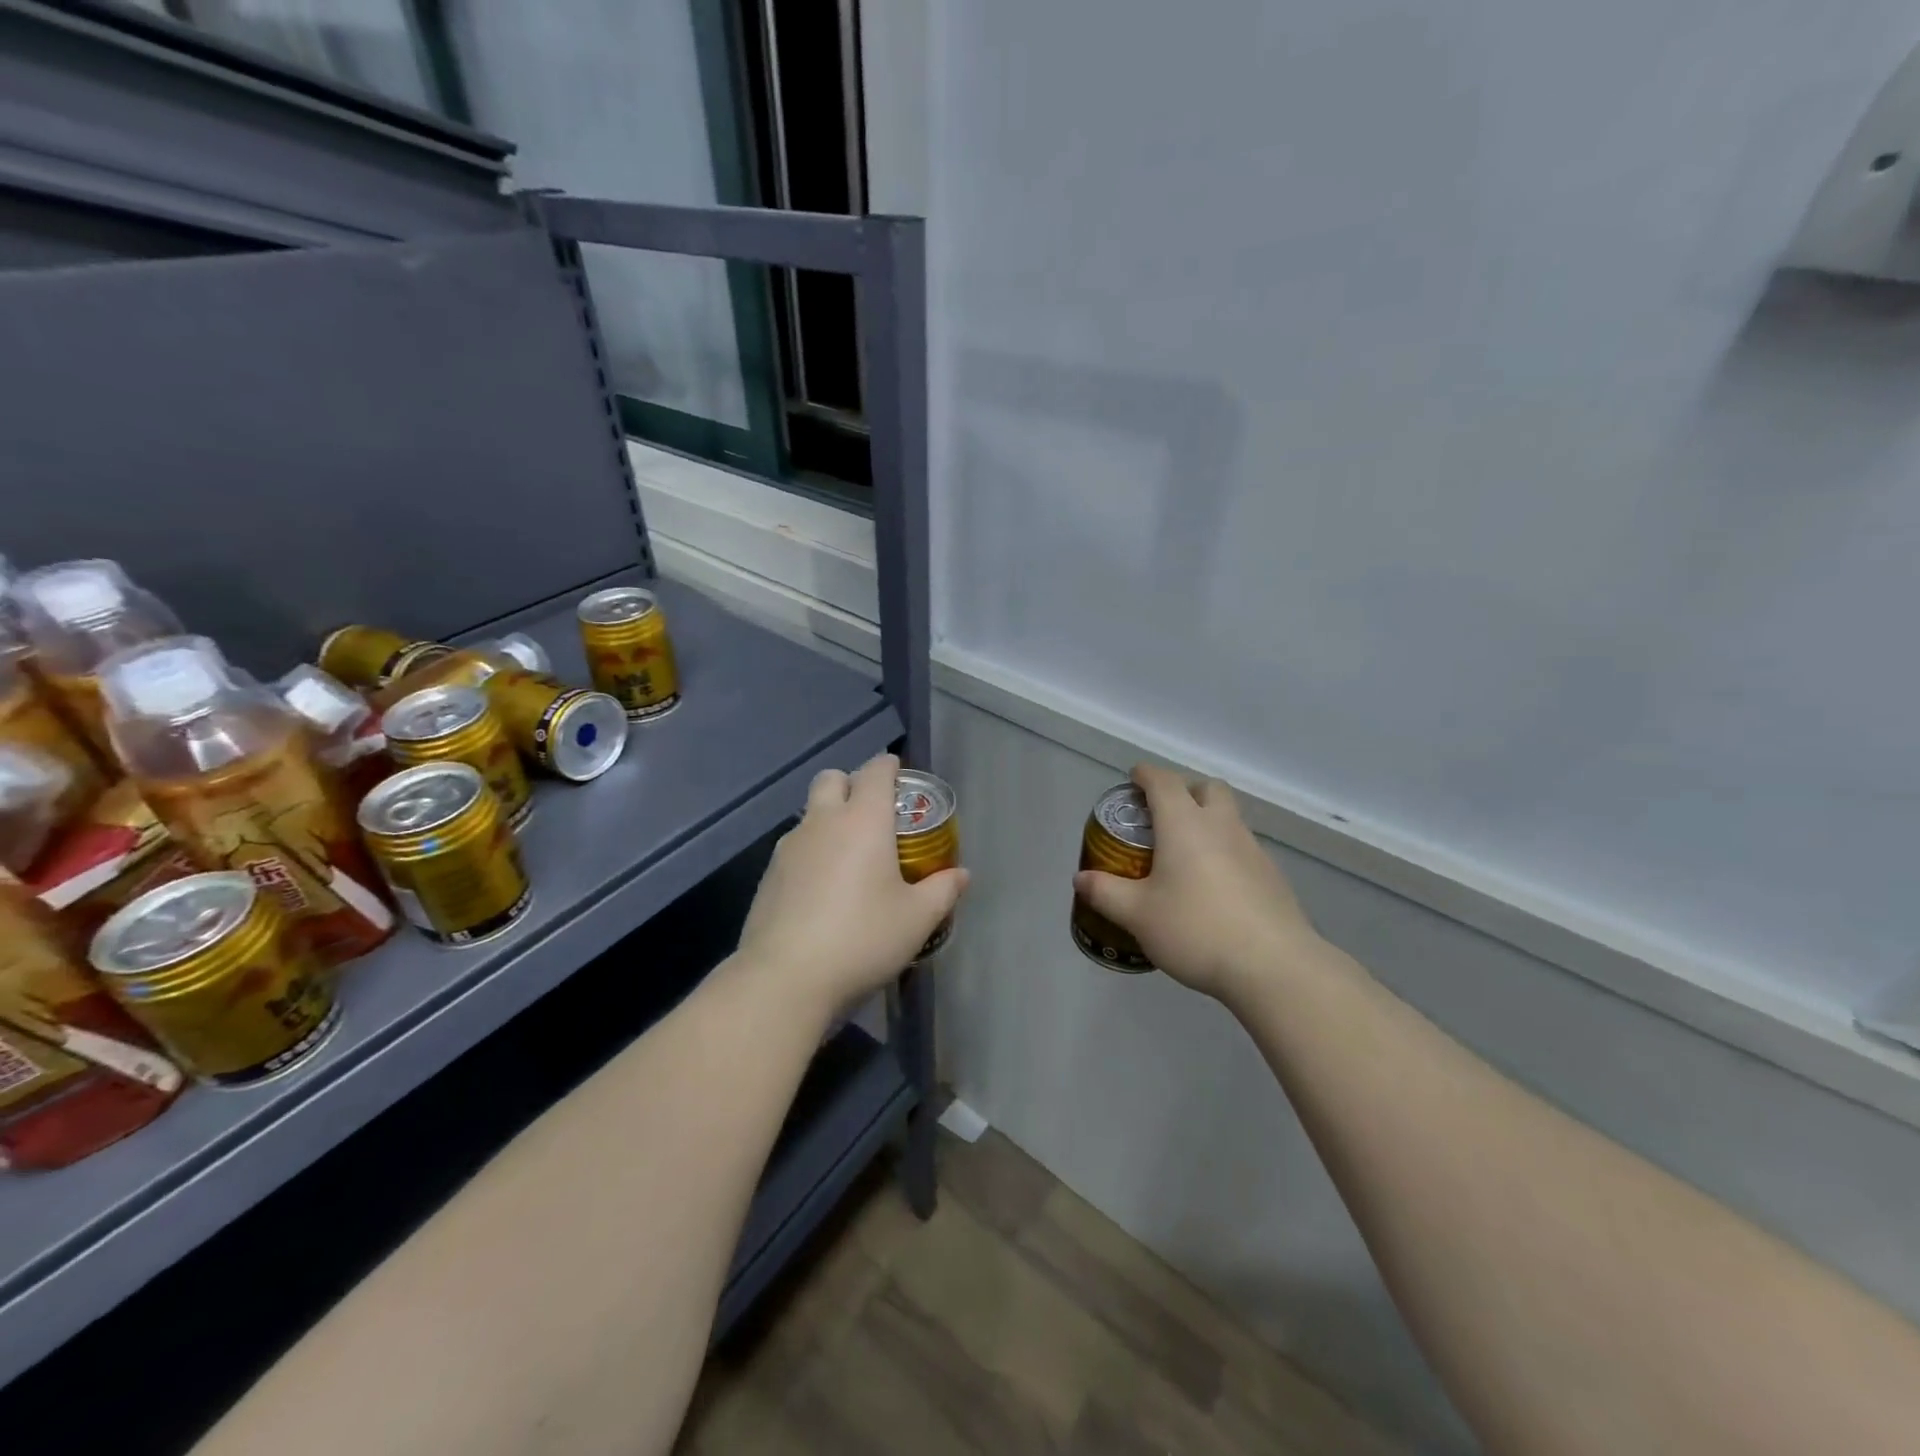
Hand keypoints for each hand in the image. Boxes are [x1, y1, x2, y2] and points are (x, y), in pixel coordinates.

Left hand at [735, 754, 968, 1018]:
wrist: (785, 978)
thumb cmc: (862, 938)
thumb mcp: (917, 919)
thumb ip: (942, 891)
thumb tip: (961, 874)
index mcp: (863, 820)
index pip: (875, 771)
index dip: (890, 766)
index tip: (900, 775)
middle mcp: (822, 822)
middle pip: (832, 778)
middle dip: (852, 784)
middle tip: (874, 814)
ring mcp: (789, 847)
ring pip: (810, 813)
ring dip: (829, 819)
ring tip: (850, 857)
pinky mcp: (768, 875)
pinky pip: (794, 846)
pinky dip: (812, 851)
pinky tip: (823, 889)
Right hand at [1073, 765, 1320, 1002]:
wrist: (1273, 966)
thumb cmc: (1196, 929)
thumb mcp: (1137, 915)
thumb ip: (1105, 892)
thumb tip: (1081, 878)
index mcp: (1185, 824)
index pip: (1163, 781)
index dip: (1145, 775)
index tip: (1133, 778)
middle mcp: (1221, 826)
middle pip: (1206, 788)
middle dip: (1184, 791)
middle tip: (1162, 815)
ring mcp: (1253, 849)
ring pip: (1228, 818)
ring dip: (1206, 822)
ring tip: (1184, 857)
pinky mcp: (1272, 876)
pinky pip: (1242, 849)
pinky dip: (1224, 853)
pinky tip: (1213, 888)